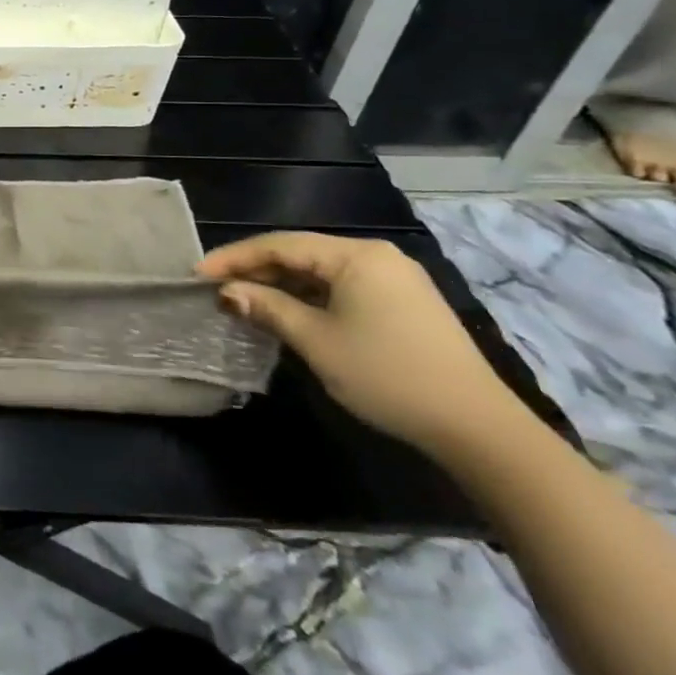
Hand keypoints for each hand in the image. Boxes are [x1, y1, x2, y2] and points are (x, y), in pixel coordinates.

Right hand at [198, 232, 523, 458]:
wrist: (478, 429)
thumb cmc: (388, 376)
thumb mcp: (316, 341)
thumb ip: (267, 309)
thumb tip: (226, 293)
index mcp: (356, 256)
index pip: (279, 245)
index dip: (234, 258)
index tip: (197, 275)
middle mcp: (376, 257)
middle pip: (300, 254)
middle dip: (255, 271)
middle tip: (216, 289)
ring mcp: (395, 280)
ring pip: (320, 272)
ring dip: (281, 286)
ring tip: (244, 302)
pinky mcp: (404, 304)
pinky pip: (342, 288)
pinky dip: (309, 298)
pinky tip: (287, 314)